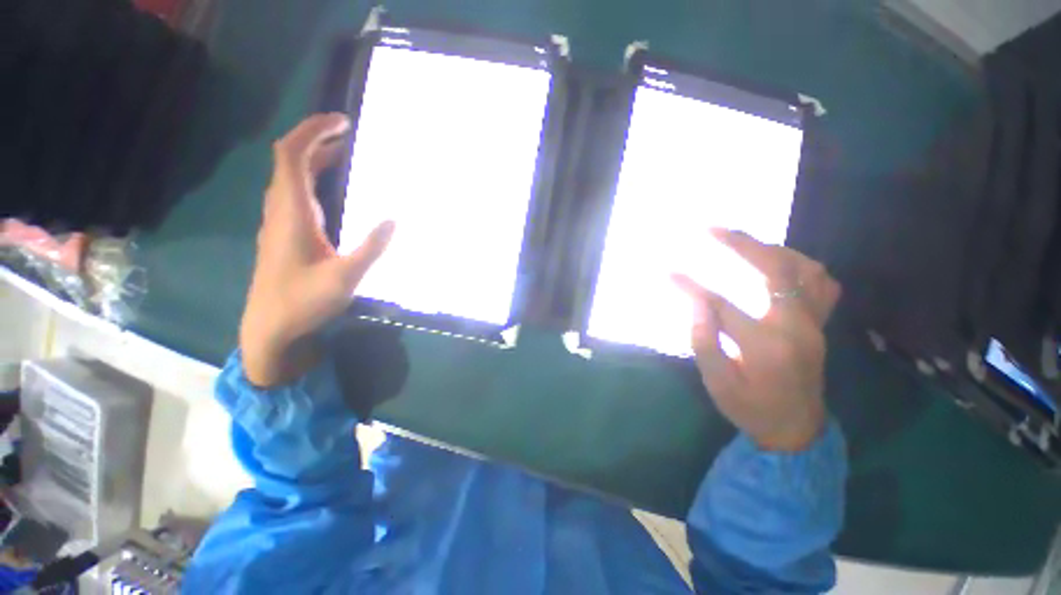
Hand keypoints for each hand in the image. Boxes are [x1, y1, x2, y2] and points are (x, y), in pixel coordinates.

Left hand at [240, 113, 394, 387]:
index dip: (313, 131)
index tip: (342, 121)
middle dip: (317, 139)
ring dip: (315, 158)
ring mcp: (280, 222)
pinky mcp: (285, 234)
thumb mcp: (345, 277)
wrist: (270, 329)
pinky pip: (296, 194)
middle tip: (348, 133)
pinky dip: (314, 179)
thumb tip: (394, 219)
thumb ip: (371, 247)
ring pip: (292, 177)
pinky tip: (334, 189)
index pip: (292, 156)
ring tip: (345, 152)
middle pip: (290, 160)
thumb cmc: (303, 303)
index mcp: (291, 213)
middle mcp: (281, 210)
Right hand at [673, 230, 841, 451]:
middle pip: (775, 270)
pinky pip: (821, 284)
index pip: (721, 304)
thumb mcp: (717, 383)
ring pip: (805, 269)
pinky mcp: (819, 324)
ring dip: (773, 249)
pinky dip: (800, 265)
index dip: (691, 286)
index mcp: (766, 345)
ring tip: (744, 242)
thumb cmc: (751, 408)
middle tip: (714, 230)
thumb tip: (697, 302)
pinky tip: (778, 264)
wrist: (796, 430)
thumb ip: (704, 341)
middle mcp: (797, 326)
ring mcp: (814, 323)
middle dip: (742, 245)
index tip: (668, 272)